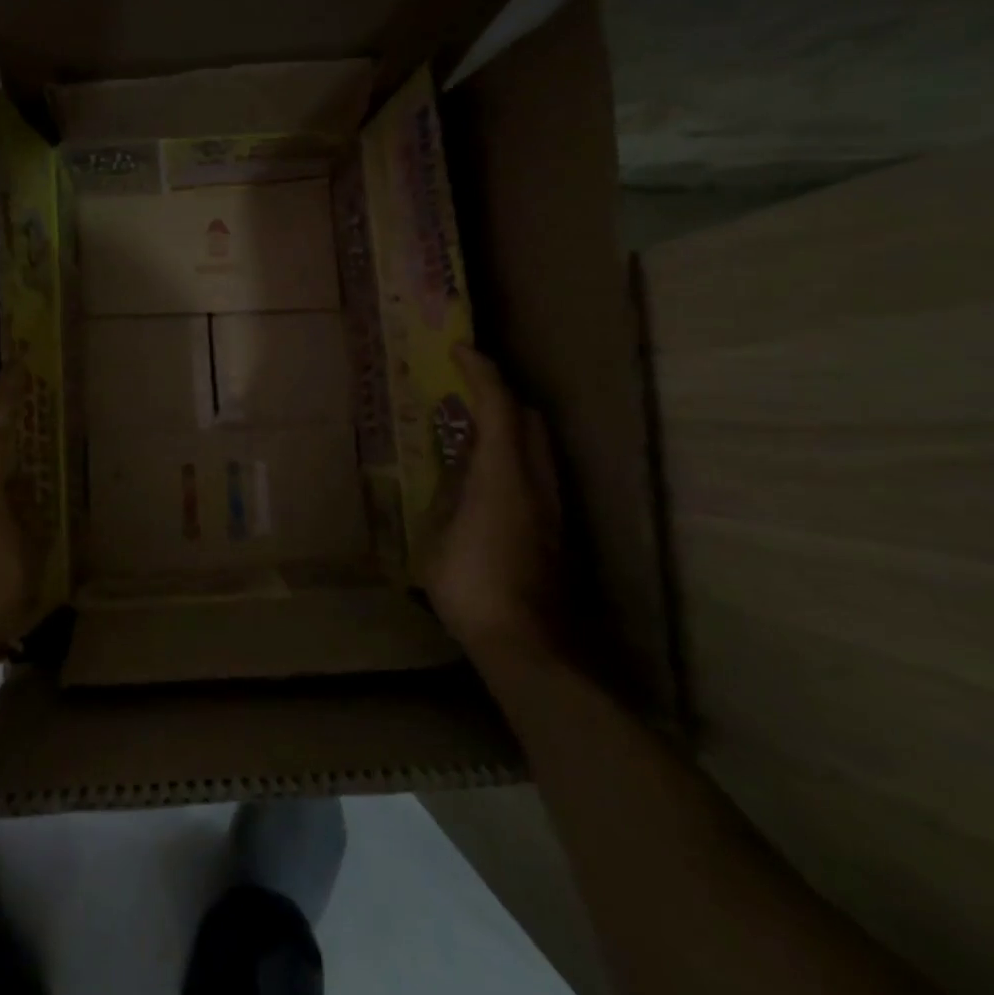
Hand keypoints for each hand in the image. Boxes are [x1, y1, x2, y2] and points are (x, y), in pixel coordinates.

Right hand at [422, 345, 566, 664]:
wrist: (527, 644)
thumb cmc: (471, 584)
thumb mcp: (438, 535)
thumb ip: (448, 495)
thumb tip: (455, 471)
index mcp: (503, 473)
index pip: (499, 405)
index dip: (481, 371)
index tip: (459, 349)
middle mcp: (536, 481)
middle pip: (529, 418)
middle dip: (499, 395)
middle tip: (463, 392)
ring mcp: (551, 506)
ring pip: (537, 445)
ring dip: (508, 426)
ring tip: (468, 432)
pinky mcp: (554, 529)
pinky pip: (534, 471)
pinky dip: (511, 455)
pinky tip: (483, 478)